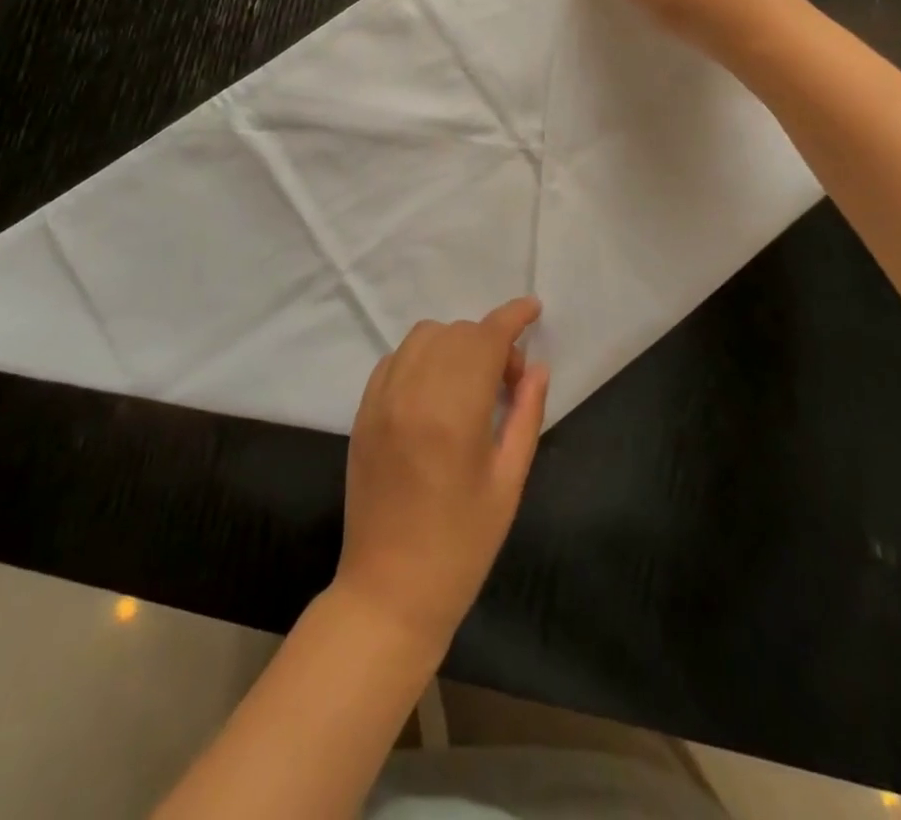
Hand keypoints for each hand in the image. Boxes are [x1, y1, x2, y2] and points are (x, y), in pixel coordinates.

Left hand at [336, 297, 548, 646]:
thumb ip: (525, 415)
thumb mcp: (508, 482)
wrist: (390, 591)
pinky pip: (395, 359)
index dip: (512, 317)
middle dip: (490, 342)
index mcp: (452, 413)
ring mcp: (381, 400)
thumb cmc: (462, 545)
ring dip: (455, 344)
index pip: (485, 339)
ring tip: (472, 384)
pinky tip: (437, 390)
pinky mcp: (363, 412)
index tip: (533, 309)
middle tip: (509, 381)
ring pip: (423, 337)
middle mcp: (412, 393)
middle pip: (456, 333)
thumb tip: (538, 368)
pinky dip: (422, 357)